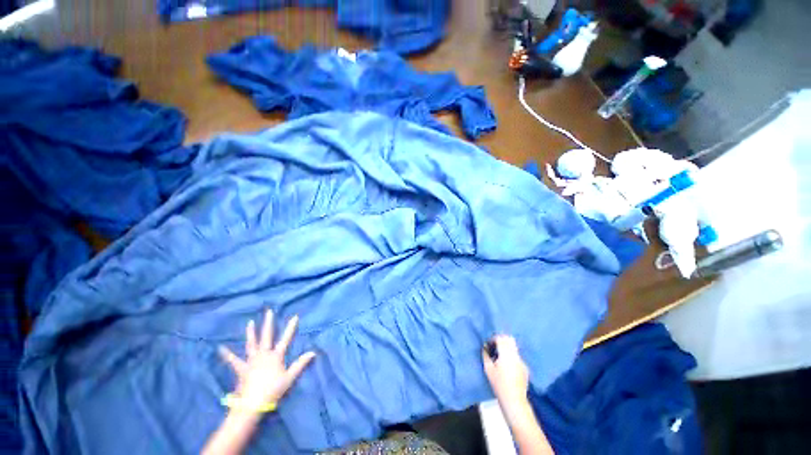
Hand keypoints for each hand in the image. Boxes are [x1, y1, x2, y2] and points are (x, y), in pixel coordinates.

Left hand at [219, 310, 315, 409]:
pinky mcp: (241, 369)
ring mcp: (251, 361)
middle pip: (267, 336)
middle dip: (268, 323)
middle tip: (269, 311)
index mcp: (276, 356)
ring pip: (251, 344)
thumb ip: (300, 364)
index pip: (286, 339)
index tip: (295, 316)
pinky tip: (220, 348)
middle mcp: (263, 355)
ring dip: (251, 333)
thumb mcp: (290, 378)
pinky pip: (233, 360)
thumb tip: (313, 352)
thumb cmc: (273, 391)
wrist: (252, 404)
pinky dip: (227, 354)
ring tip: (250, 322)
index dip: (290, 327)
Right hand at [482, 335, 529, 417]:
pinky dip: (511, 357)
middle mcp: (515, 355)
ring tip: (500, 356)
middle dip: (501, 340)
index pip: (500, 338)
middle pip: (509, 339)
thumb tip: (484, 348)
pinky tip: (507, 366)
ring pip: (514, 347)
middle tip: (494, 346)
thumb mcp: (488, 369)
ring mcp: (522, 361)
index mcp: (506, 353)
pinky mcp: (525, 368)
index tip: (489, 345)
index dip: (493, 339)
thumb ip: (486, 355)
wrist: (514, 400)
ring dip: (507, 348)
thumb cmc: (499, 384)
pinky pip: (517, 357)